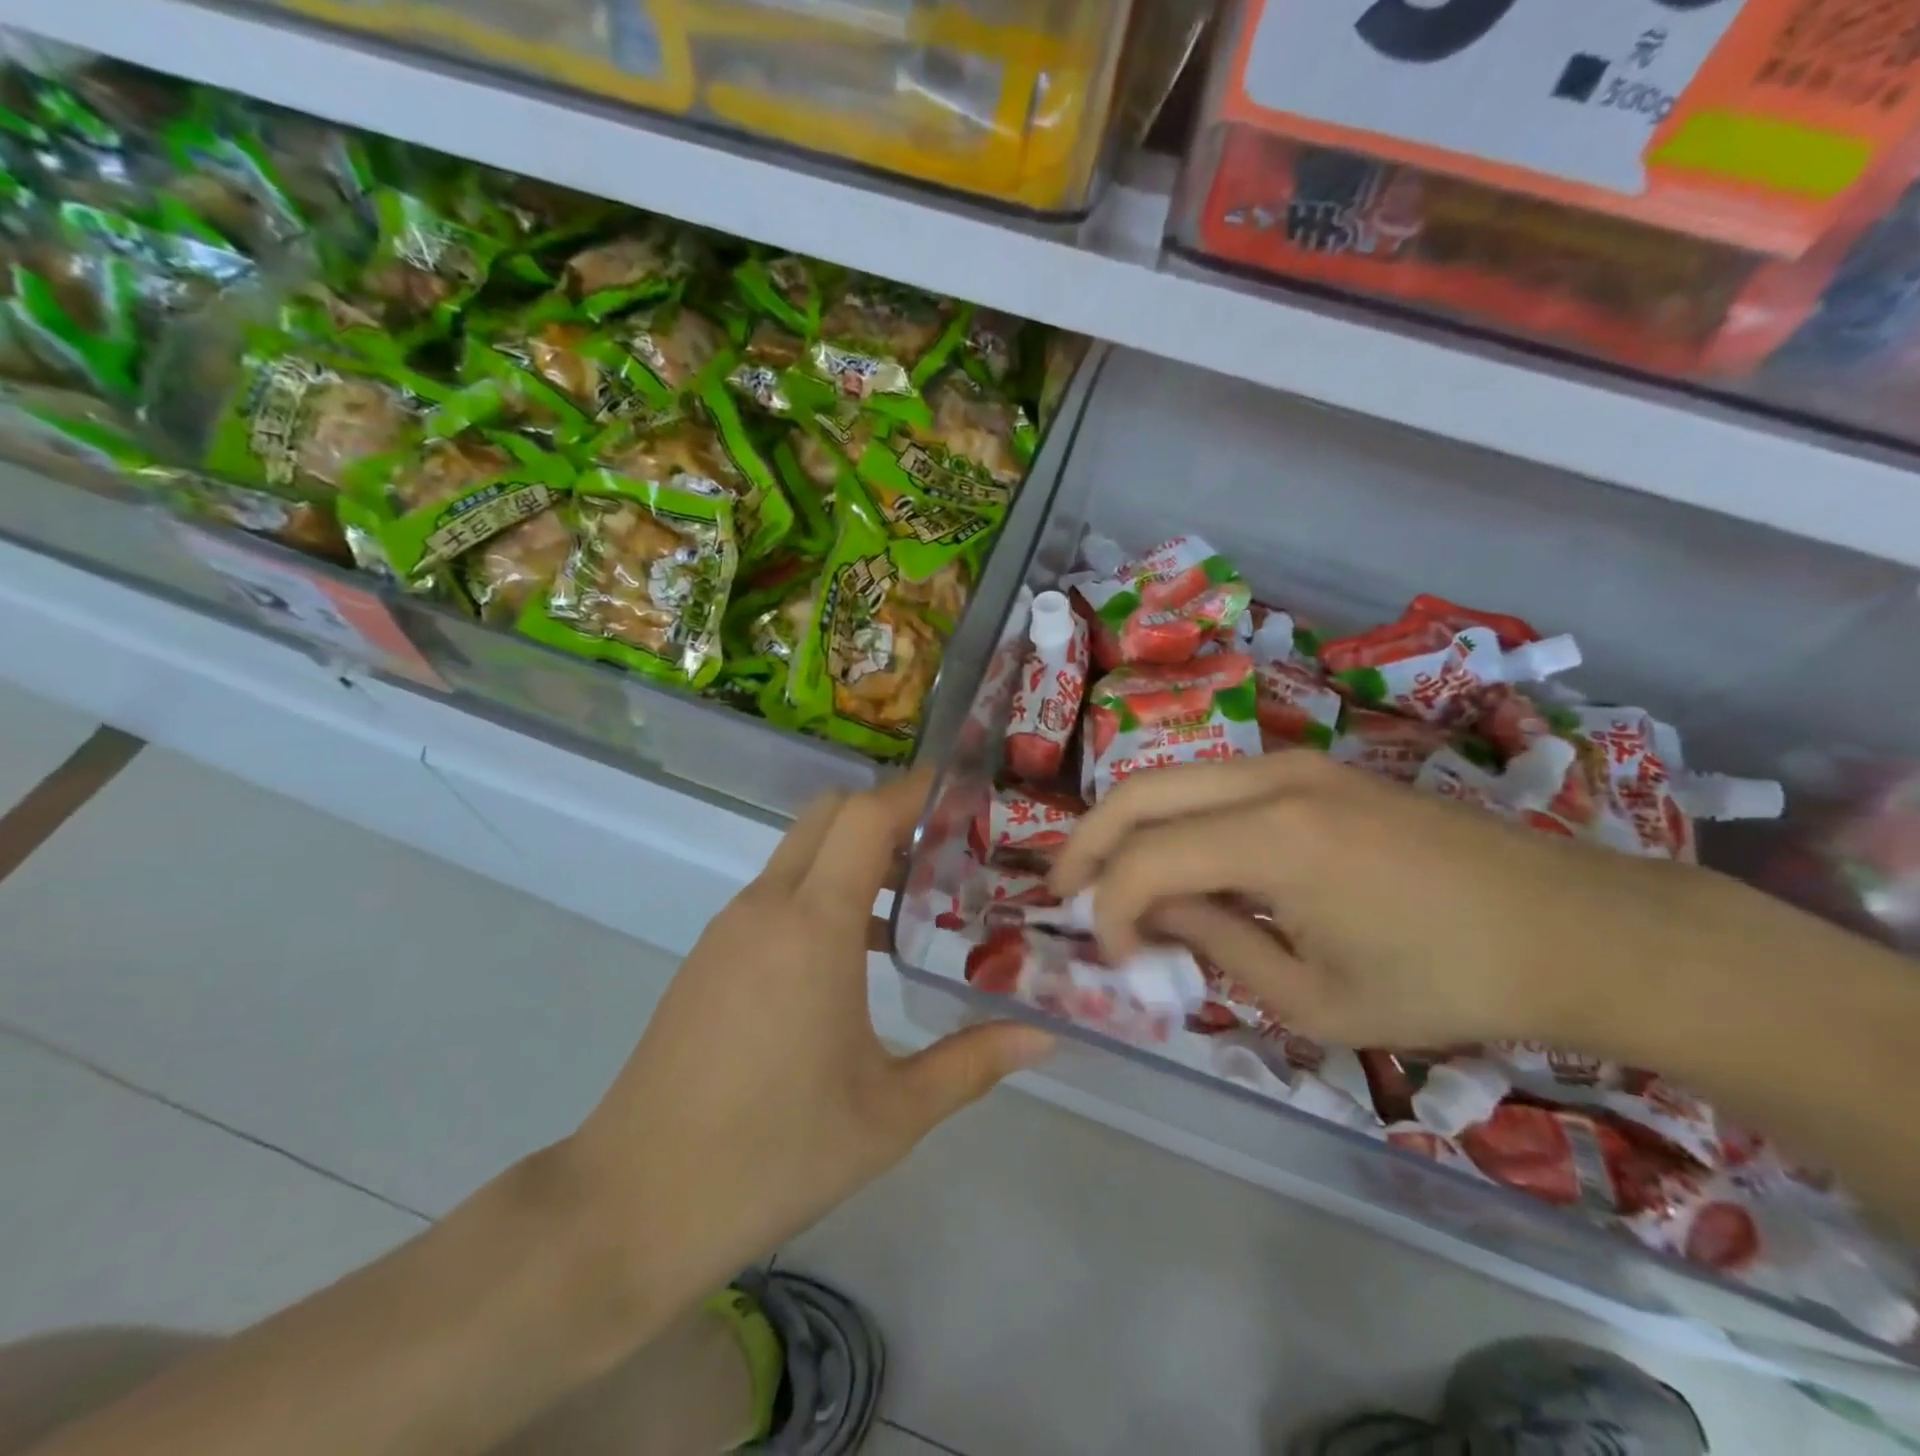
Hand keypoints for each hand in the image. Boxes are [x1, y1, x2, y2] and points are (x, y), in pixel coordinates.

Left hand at [562, 773, 1053, 1317]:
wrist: (636, 1204)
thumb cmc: (776, 1152)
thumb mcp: (892, 1113)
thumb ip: (973, 1063)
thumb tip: (1044, 1039)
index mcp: (814, 926)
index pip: (865, 818)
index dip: (912, 792)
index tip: (959, 793)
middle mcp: (766, 907)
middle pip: (827, 816)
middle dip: (885, 815)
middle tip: (942, 851)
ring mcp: (729, 929)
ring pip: (798, 853)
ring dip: (851, 857)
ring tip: (908, 908)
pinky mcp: (708, 956)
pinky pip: (773, 894)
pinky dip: (818, 891)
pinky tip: (850, 956)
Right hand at [1049, 750, 1724, 1051]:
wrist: (1570, 926)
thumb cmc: (1446, 981)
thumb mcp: (1315, 998)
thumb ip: (1216, 945)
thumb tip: (1153, 913)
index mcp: (1275, 838)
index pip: (1147, 861)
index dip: (1112, 912)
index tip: (1114, 958)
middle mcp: (1271, 779)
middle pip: (1139, 793)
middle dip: (1087, 842)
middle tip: (1062, 891)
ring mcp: (1294, 763)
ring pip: (1172, 778)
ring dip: (1128, 825)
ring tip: (1107, 877)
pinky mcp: (1314, 768)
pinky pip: (1214, 783)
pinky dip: (1176, 817)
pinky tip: (1176, 859)